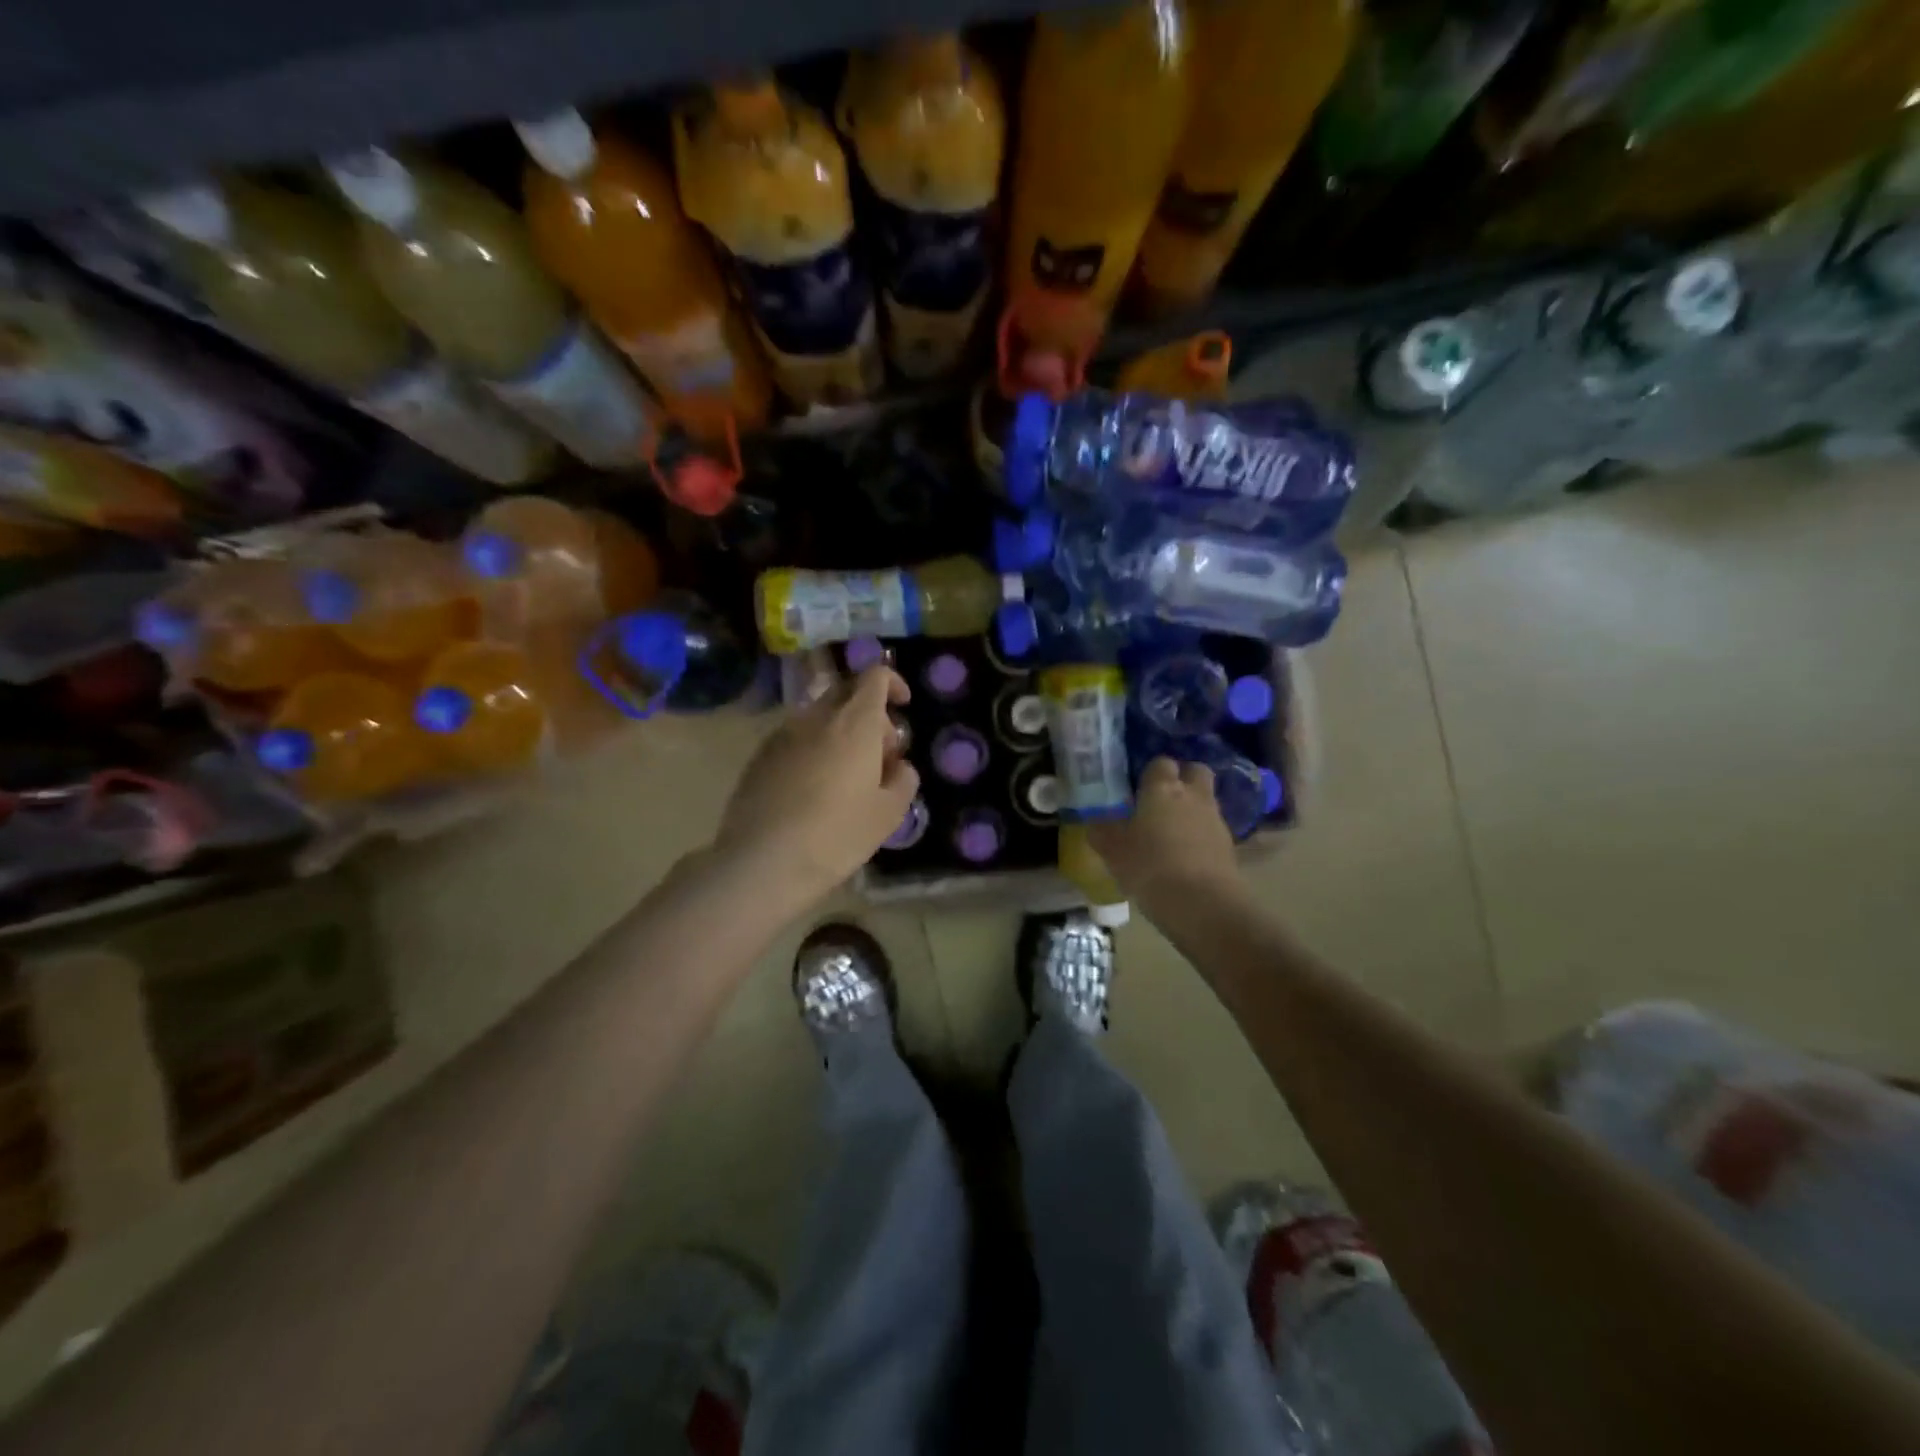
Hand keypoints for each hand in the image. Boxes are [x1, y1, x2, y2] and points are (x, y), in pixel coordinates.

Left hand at [712, 665, 919, 915]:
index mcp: (854, 723)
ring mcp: (782, 735)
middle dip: (869, 713)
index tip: (903, 706)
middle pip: (846, 693)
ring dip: (839, 733)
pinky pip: (795, 740)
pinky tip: (813, 791)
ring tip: (847, 777)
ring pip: (819, 718)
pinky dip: (813, 750)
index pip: (874, 676)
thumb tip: (899, 766)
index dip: (893, 683)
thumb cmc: (837, 835)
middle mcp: (816, 717)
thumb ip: (903, 779)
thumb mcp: (888, 814)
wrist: (763, 861)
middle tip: (880, 753)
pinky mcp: (759, 757)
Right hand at [1088, 757, 1242, 917]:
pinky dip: (1201, 836)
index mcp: (1162, 789)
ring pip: (1206, 801)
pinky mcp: (1229, 846)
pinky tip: (1185, 856)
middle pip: (1196, 771)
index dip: (1151, 772)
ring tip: (1171, 833)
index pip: (1161, 762)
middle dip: (1183, 779)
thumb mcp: (1113, 851)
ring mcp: (1215, 820)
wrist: (1203, 904)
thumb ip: (1103, 832)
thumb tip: (1096, 823)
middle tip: (1163, 799)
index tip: (1139, 787)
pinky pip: (1212, 830)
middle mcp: (1193, 796)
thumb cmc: (1150, 867)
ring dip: (1192, 809)